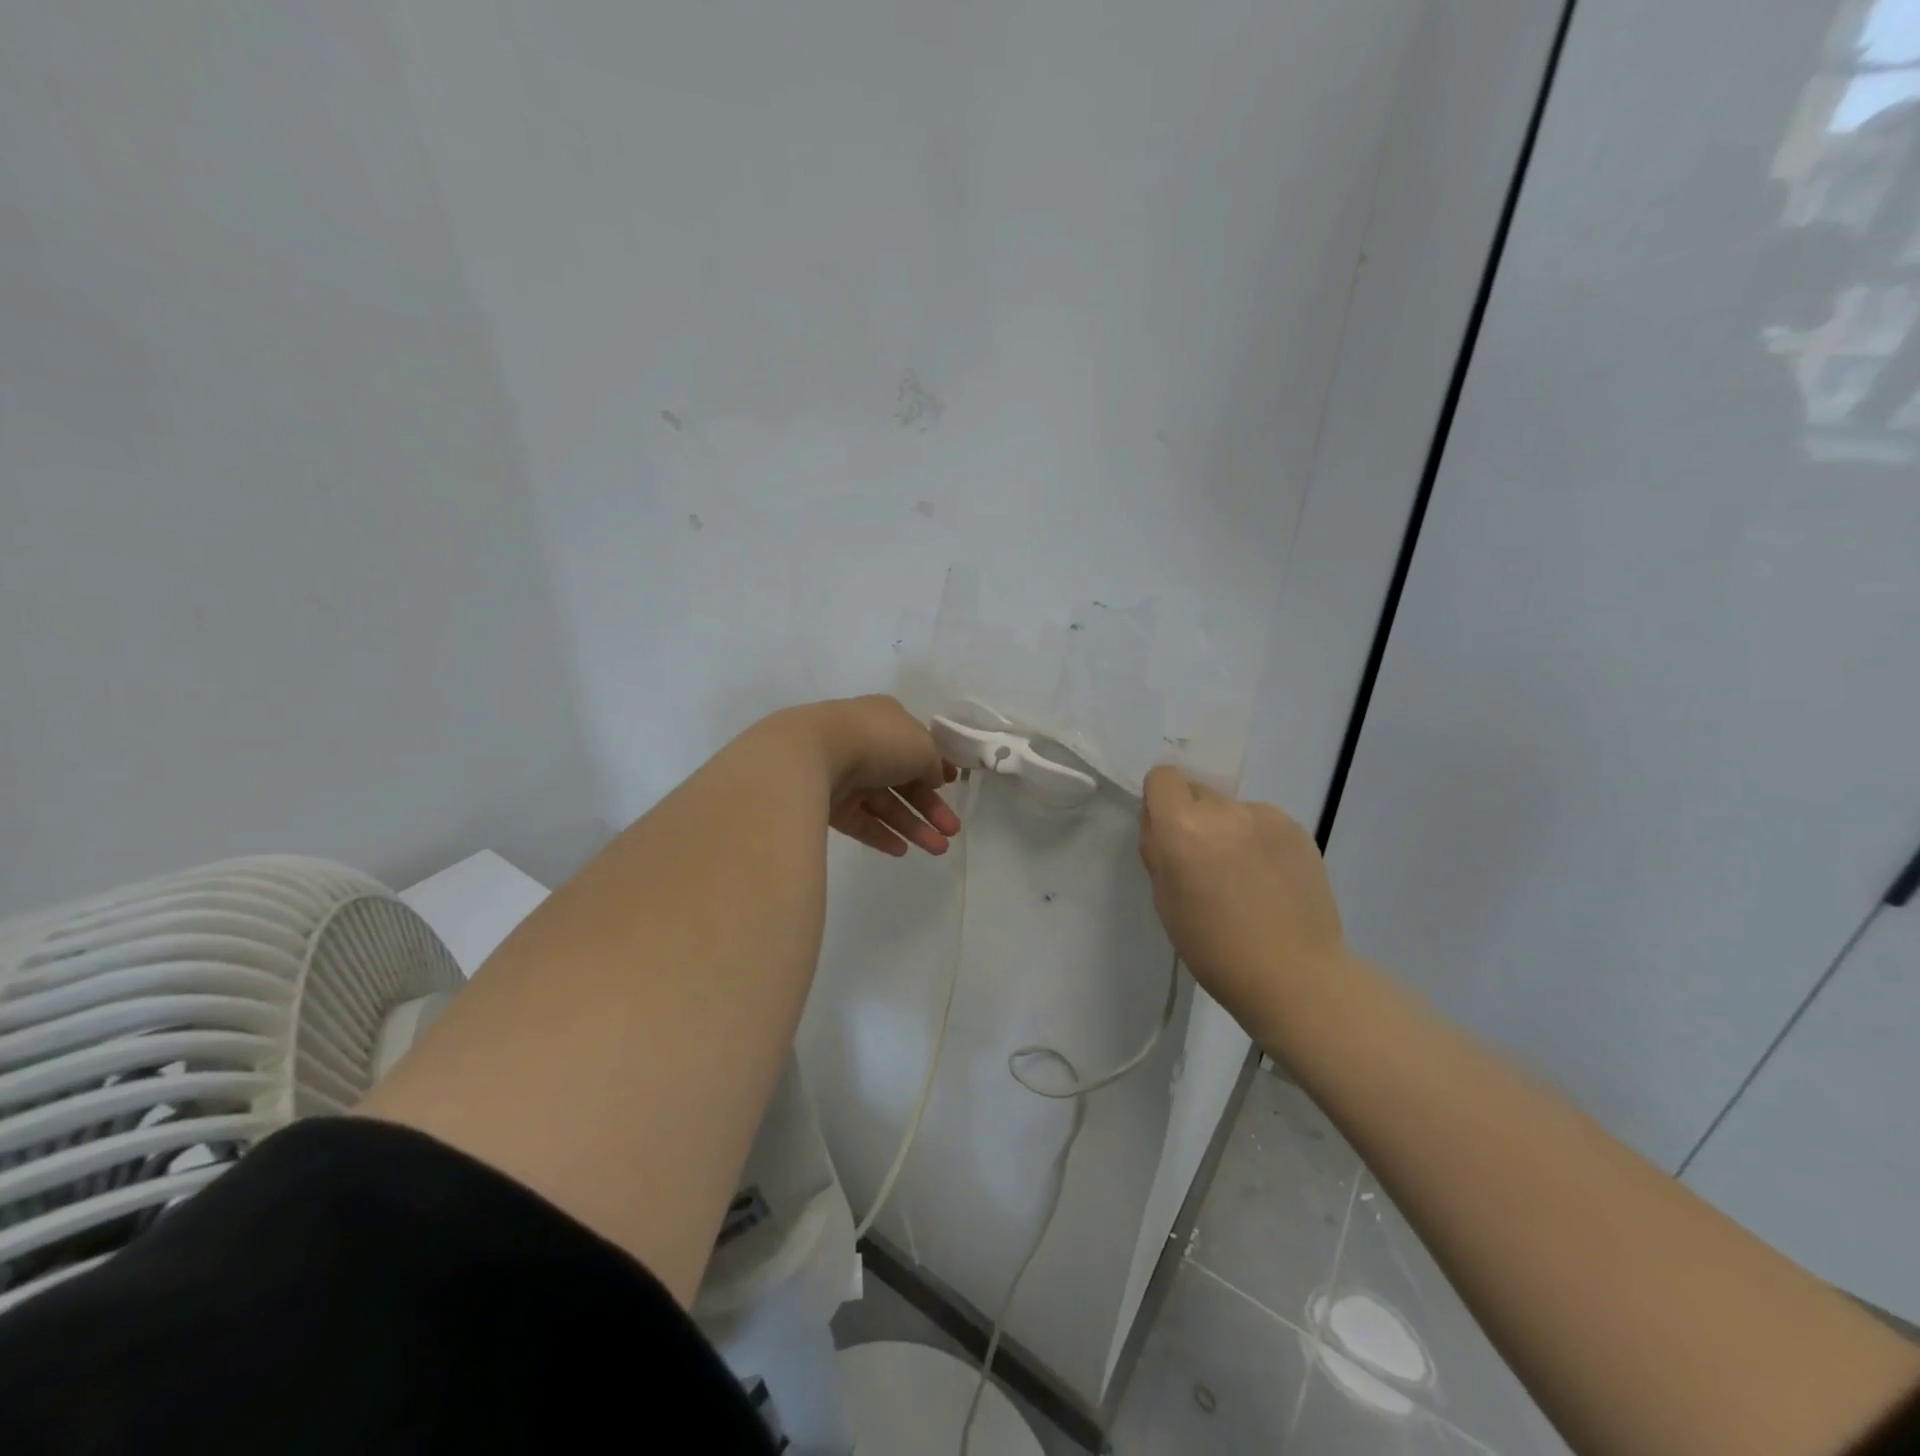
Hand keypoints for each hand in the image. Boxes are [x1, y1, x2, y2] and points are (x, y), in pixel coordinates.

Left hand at [767, 696, 961, 856]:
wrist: (811, 756)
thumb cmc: (877, 741)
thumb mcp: (922, 747)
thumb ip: (933, 764)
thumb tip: (933, 778)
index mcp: (886, 720)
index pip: (916, 746)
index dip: (936, 768)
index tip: (953, 788)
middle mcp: (864, 744)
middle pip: (903, 780)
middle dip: (930, 807)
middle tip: (952, 831)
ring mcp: (843, 774)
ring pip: (884, 804)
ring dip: (913, 826)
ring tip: (938, 850)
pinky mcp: (826, 802)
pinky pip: (859, 820)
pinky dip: (881, 834)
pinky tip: (902, 851)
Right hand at [1138, 765, 1350, 1025]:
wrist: (1295, 976)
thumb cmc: (1214, 949)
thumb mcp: (1165, 900)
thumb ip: (1159, 850)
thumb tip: (1161, 822)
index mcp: (1183, 828)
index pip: (1163, 777)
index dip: (1160, 801)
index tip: (1168, 833)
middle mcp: (1224, 810)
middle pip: (1198, 793)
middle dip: (1194, 818)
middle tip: (1205, 863)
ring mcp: (1266, 817)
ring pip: (1232, 810)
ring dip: (1229, 830)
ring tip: (1244, 878)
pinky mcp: (1299, 829)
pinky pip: (1263, 823)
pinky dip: (1259, 842)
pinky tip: (1270, 881)